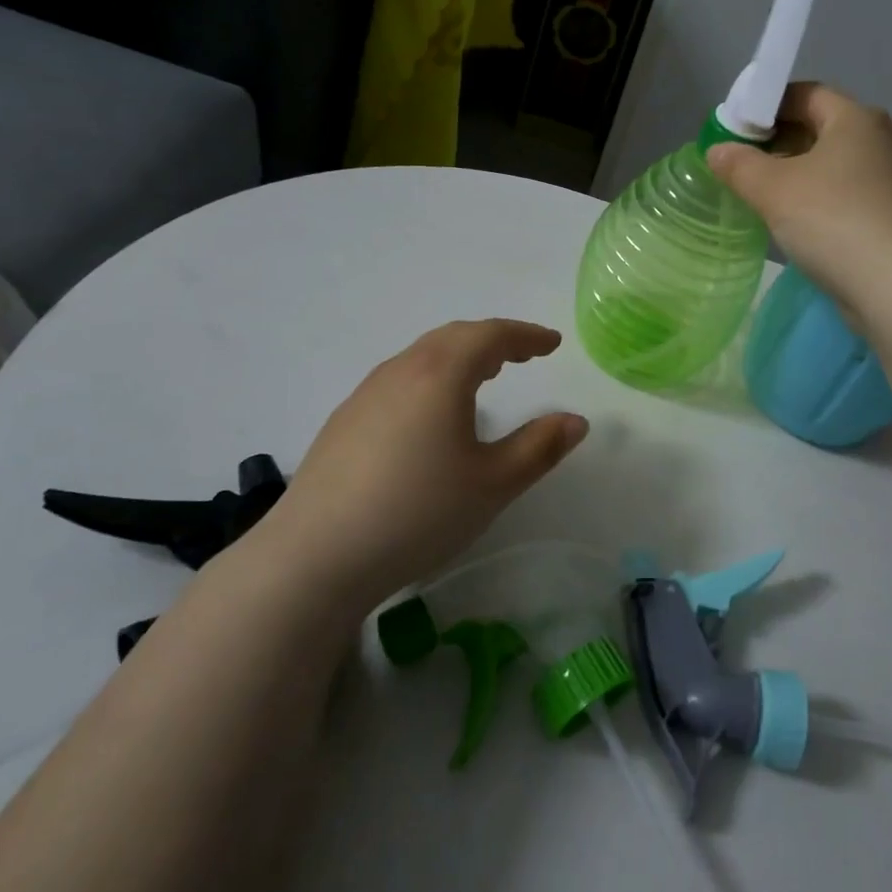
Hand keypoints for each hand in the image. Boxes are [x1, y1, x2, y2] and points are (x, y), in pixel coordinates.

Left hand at [254, 319, 587, 608]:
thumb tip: (575, 420)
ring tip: (482, 378)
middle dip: (493, 341)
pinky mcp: (344, 422)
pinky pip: (399, 381)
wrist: (316, 555)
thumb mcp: (493, 484)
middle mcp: (401, 371)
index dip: (525, 336)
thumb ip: (539, 447)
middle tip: (521, 355)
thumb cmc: (418, 513)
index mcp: (441, 375)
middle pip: (453, 338)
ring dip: (459, 358)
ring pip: (421, 357)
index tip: (550, 343)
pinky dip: (430, 379)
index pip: (490, 336)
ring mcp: (365, 395)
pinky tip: (431, 417)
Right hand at [707, 83, 891, 316]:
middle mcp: (874, 141)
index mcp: (854, 119)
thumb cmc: (832, 219)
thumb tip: (717, 150)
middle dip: (775, 141)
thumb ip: (740, 165)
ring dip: (790, 173)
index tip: (734, 128)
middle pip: (816, 128)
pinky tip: (785, 220)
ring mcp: (883, 180)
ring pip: (826, 165)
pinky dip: (809, 199)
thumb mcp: (773, 188)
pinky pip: (837, 195)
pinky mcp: (882, 215)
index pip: (804, 94)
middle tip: (737, 161)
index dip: (766, 105)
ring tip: (753, 192)